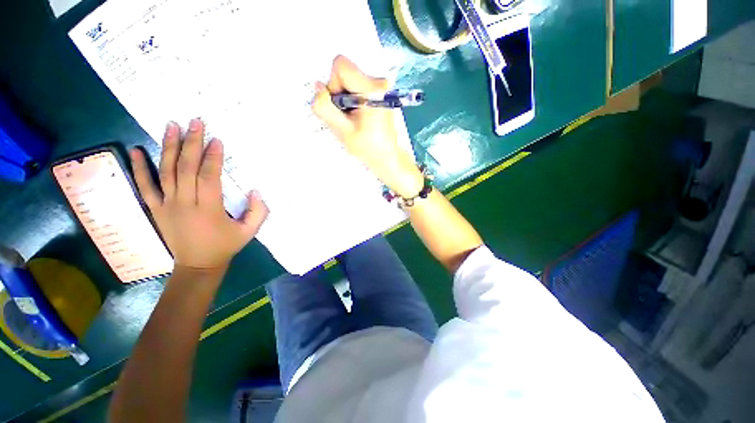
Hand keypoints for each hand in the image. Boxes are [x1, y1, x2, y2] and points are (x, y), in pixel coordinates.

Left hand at [130, 119, 268, 272]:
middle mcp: (185, 203)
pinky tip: (136, 150)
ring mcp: (166, 205)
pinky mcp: (156, 209)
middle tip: (195, 122)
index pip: (209, 177)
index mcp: (209, 209)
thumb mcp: (250, 232)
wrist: (198, 265)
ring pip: (165, 172)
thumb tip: (255, 191)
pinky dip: (138, 168)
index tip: (217, 139)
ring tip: (171, 126)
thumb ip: (258, 211)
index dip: (213, 157)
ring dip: (169, 147)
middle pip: (186, 168)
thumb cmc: (226, 246)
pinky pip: (145, 186)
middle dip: (192, 143)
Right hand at [311, 55, 423, 197]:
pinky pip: (357, 86)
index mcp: (372, 90)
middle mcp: (379, 82)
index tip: (340, 106)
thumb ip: (325, 108)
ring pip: (349, 79)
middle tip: (347, 116)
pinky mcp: (380, 92)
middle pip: (345, 71)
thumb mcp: (342, 131)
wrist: (387, 156)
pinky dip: (352, 100)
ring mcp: (381, 86)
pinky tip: (358, 116)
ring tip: (354, 119)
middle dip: (339, 92)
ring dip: (345, 98)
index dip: (333, 85)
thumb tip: (318, 87)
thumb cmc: (367, 148)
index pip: (341, 66)